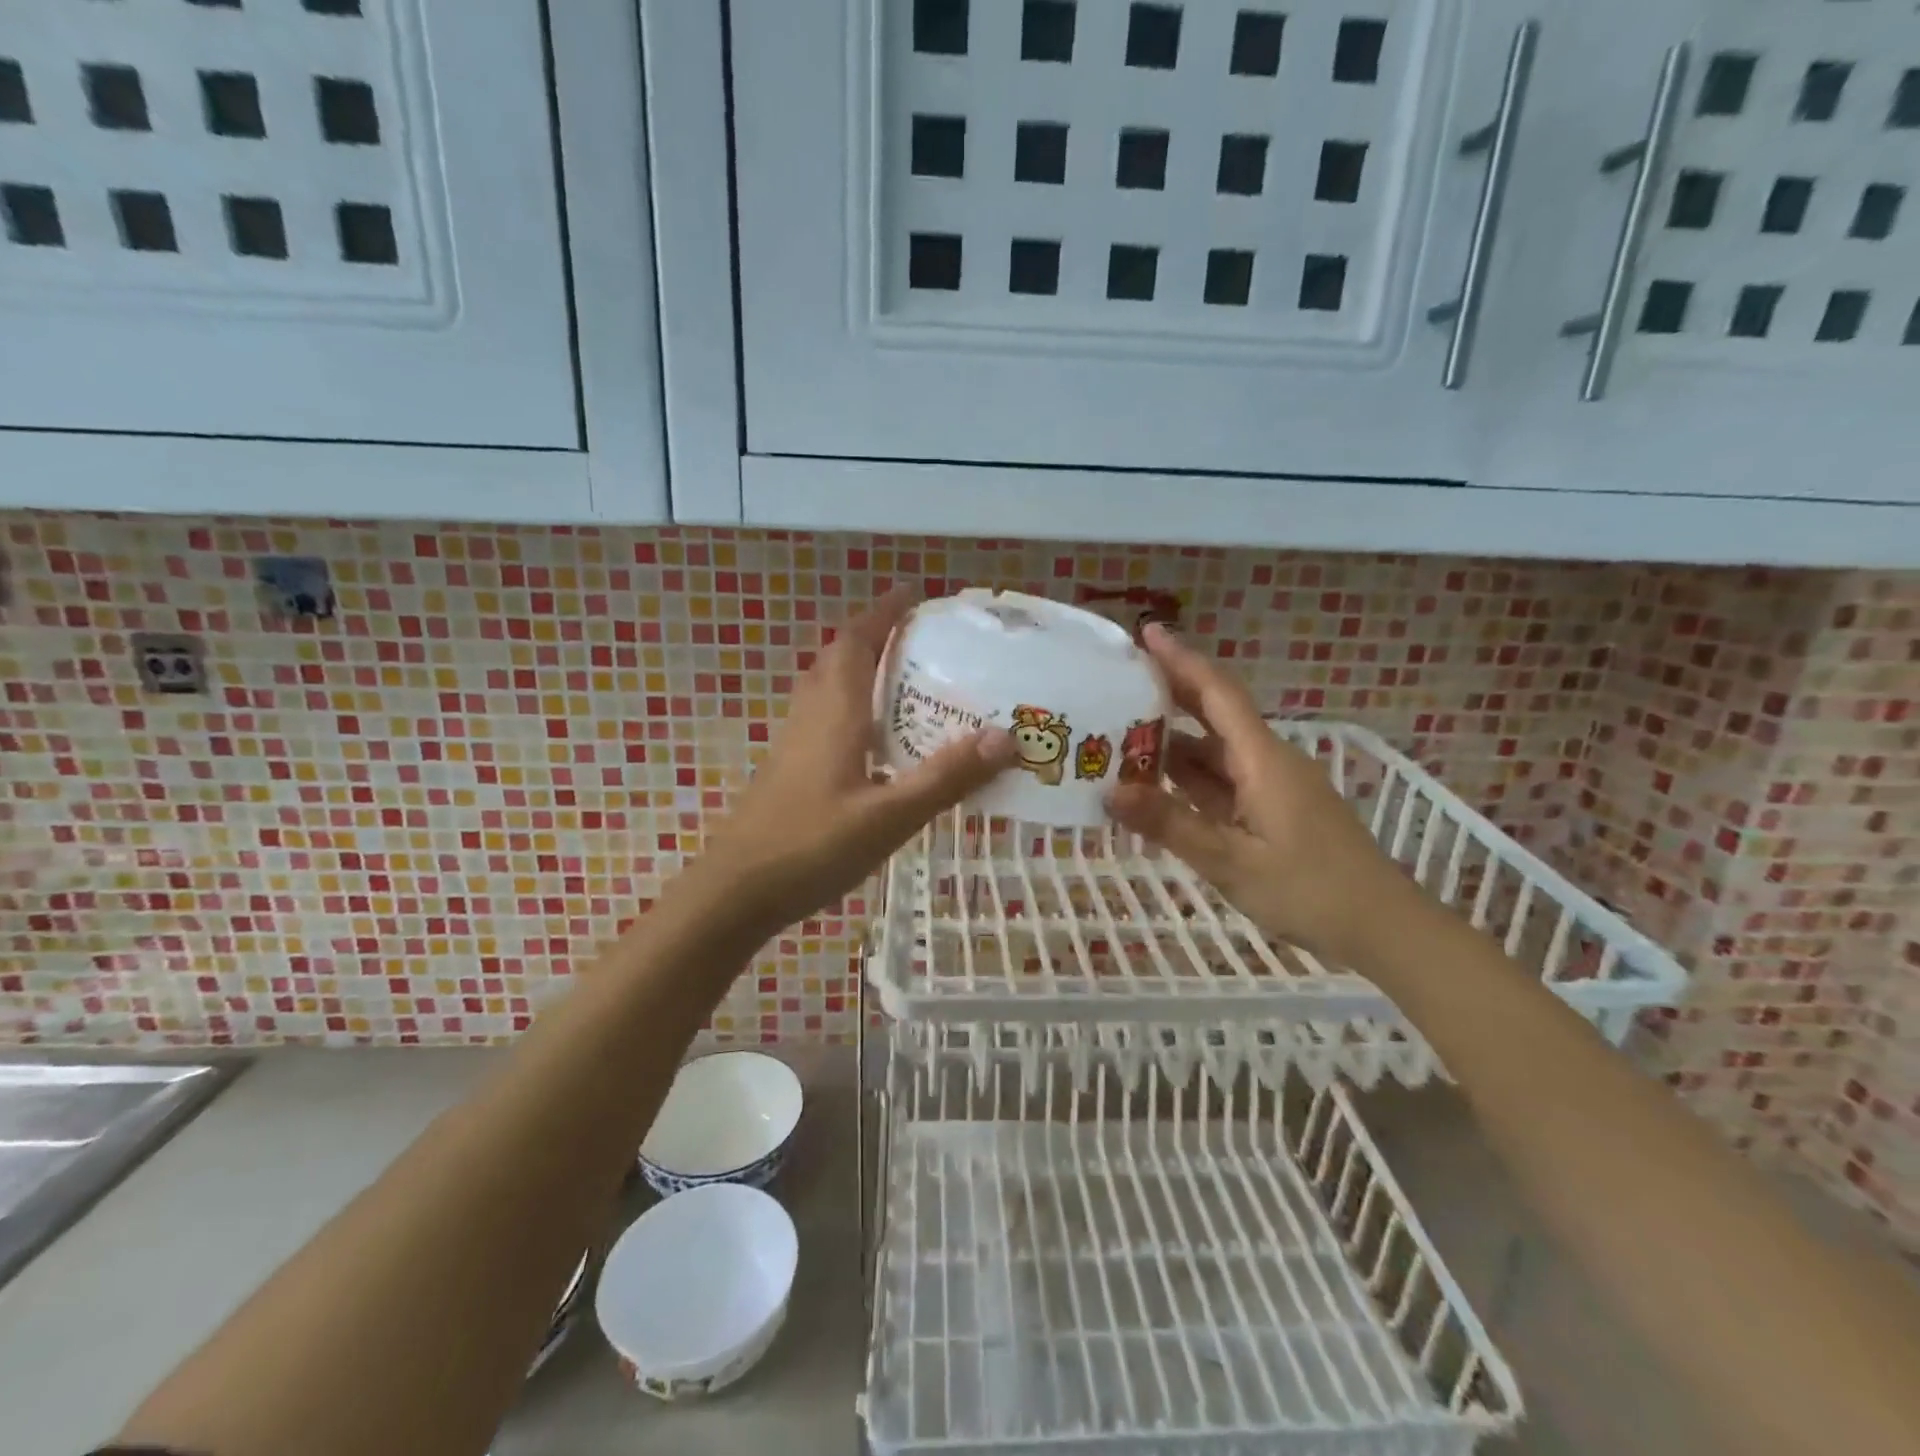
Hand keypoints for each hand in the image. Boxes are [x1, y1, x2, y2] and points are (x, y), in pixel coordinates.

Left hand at [696, 590, 1016, 935]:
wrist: (735, 892)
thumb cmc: (812, 847)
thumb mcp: (890, 816)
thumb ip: (946, 777)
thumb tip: (1006, 737)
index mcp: (834, 714)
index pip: (855, 643)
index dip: (882, 613)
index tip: (912, 593)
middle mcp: (810, 718)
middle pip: (836, 658)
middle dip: (872, 636)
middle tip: (915, 638)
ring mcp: (793, 745)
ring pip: (824, 688)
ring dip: (857, 670)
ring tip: (900, 680)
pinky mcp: (787, 771)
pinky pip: (821, 718)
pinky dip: (848, 707)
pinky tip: (872, 741)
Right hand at [1105, 625, 1412, 964]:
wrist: (1383, 928)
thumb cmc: (1310, 891)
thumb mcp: (1231, 861)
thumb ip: (1170, 824)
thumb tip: (1109, 791)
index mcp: (1262, 759)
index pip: (1217, 693)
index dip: (1181, 660)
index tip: (1146, 632)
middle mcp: (1267, 761)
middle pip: (1214, 714)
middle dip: (1169, 692)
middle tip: (1118, 680)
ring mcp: (1271, 787)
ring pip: (1214, 752)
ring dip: (1172, 741)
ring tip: (1119, 734)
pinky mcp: (1272, 811)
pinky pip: (1222, 782)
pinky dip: (1188, 778)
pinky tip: (1155, 785)